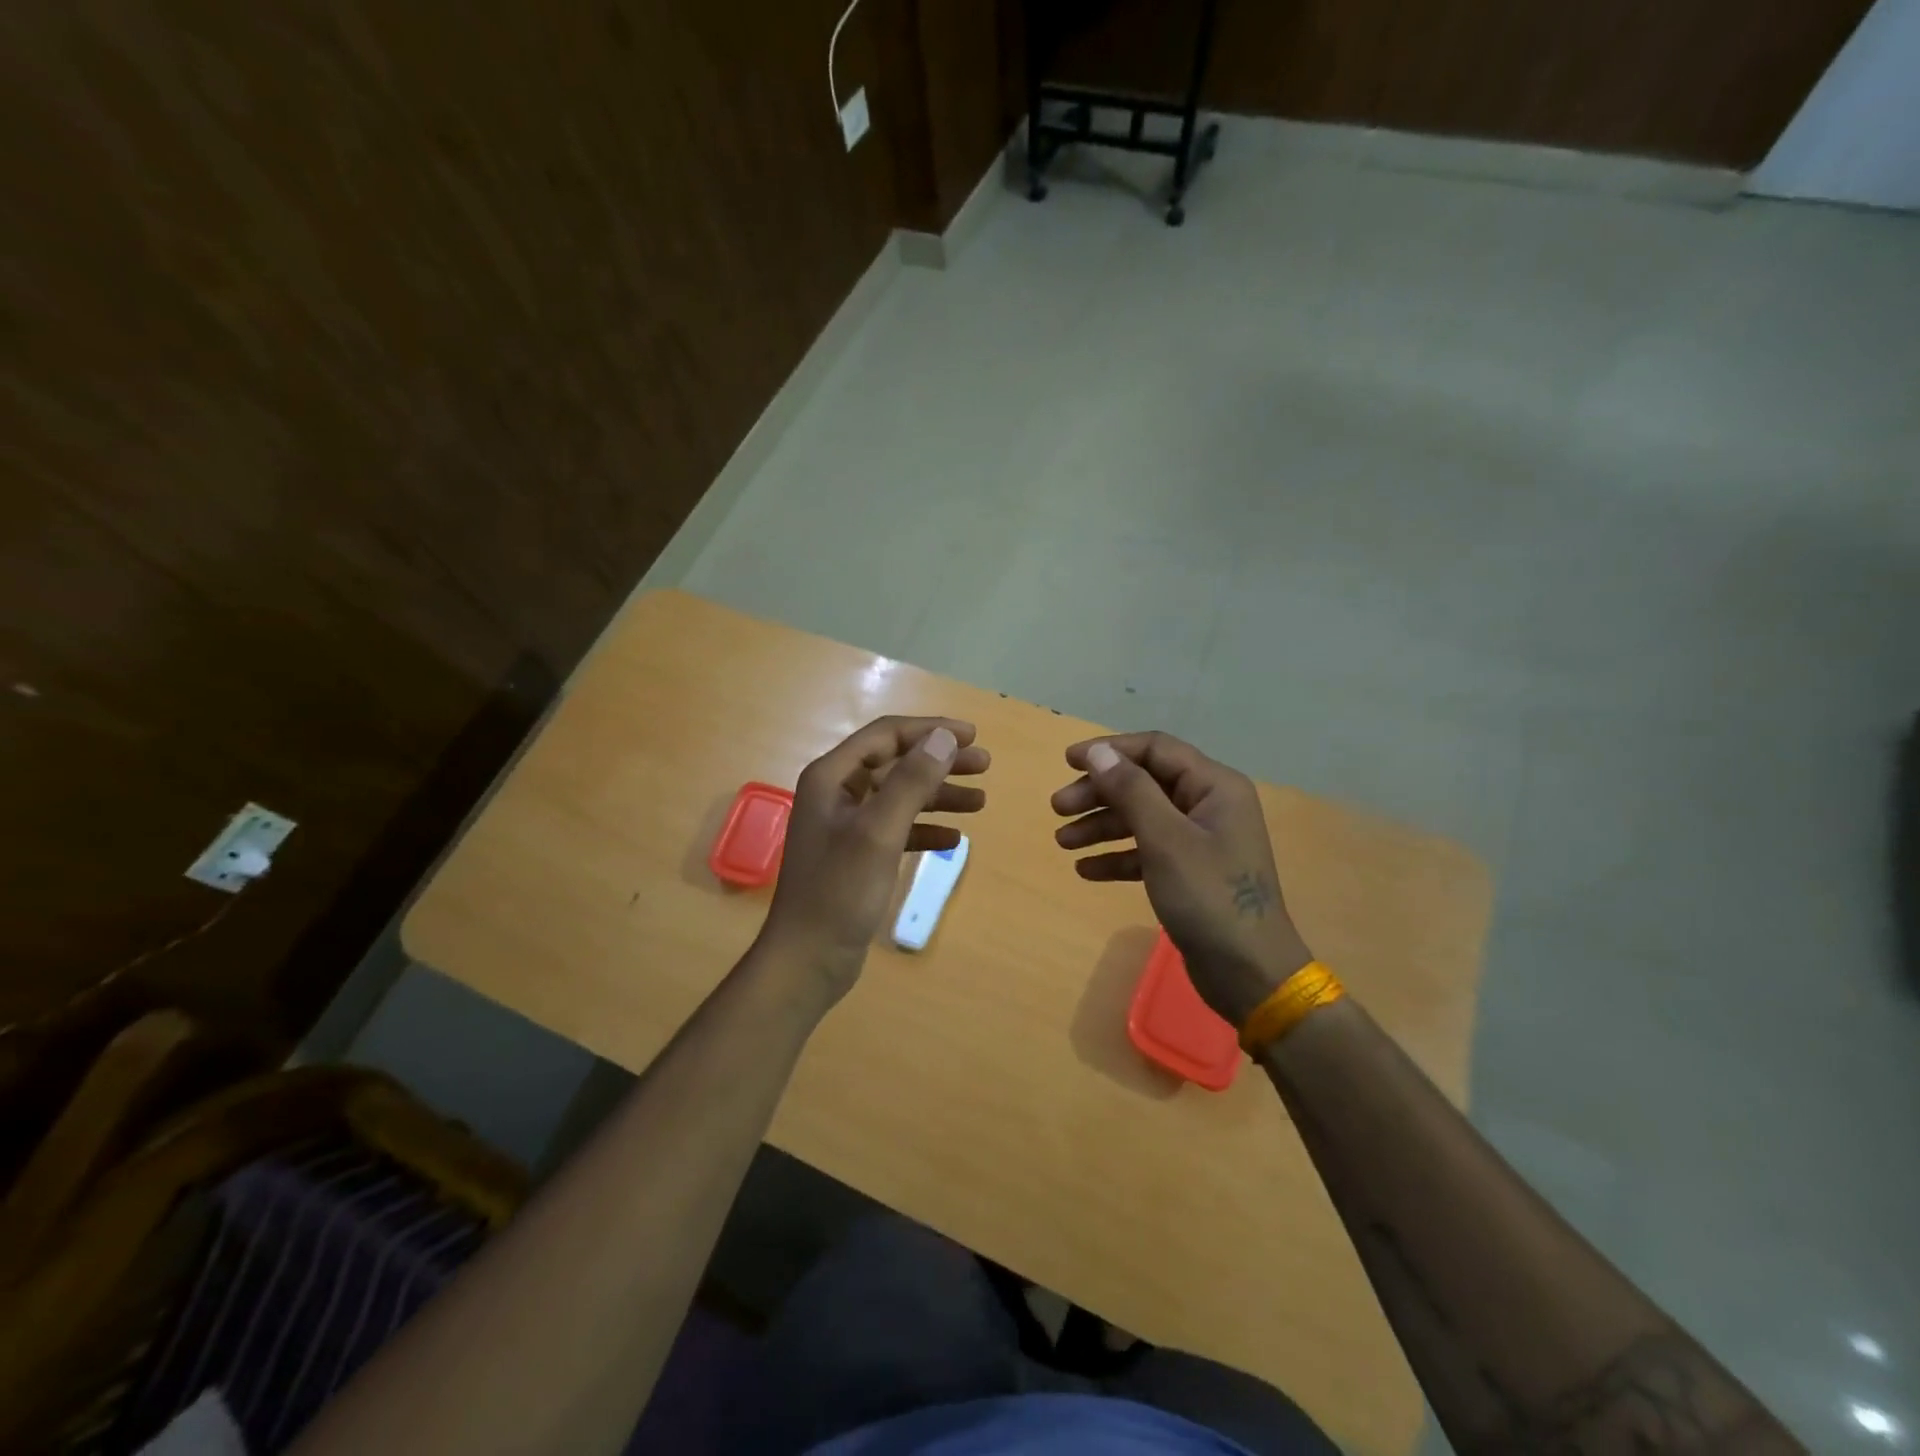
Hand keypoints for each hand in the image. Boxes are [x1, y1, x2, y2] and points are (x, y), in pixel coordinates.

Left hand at [761, 715, 989, 999]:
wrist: (807, 959)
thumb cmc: (839, 891)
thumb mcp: (879, 831)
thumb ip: (911, 781)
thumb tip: (943, 737)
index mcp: (832, 777)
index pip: (886, 736)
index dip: (930, 730)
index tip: (972, 736)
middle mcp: (836, 793)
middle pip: (896, 763)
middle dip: (939, 762)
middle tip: (984, 765)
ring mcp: (846, 825)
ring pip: (900, 796)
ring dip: (938, 795)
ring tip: (980, 801)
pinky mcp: (857, 855)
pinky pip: (897, 829)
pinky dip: (925, 829)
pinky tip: (954, 838)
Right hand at [1052, 732, 1312, 1025]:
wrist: (1249, 973)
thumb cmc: (1209, 897)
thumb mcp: (1165, 840)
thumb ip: (1131, 790)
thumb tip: (1100, 752)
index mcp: (1214, 787)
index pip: (1156, 750)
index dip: (1110, 750)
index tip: (1067, 762)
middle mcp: (1209, 806)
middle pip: (1144, 784)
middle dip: (1099, 793)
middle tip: (1057, 808)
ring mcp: (1200, 841)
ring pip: (1142, 818)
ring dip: (1101, 826)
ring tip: (1062, 841)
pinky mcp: (1190, 873)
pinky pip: (1147, 852)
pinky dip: (1117, 857)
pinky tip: (1085, 870)